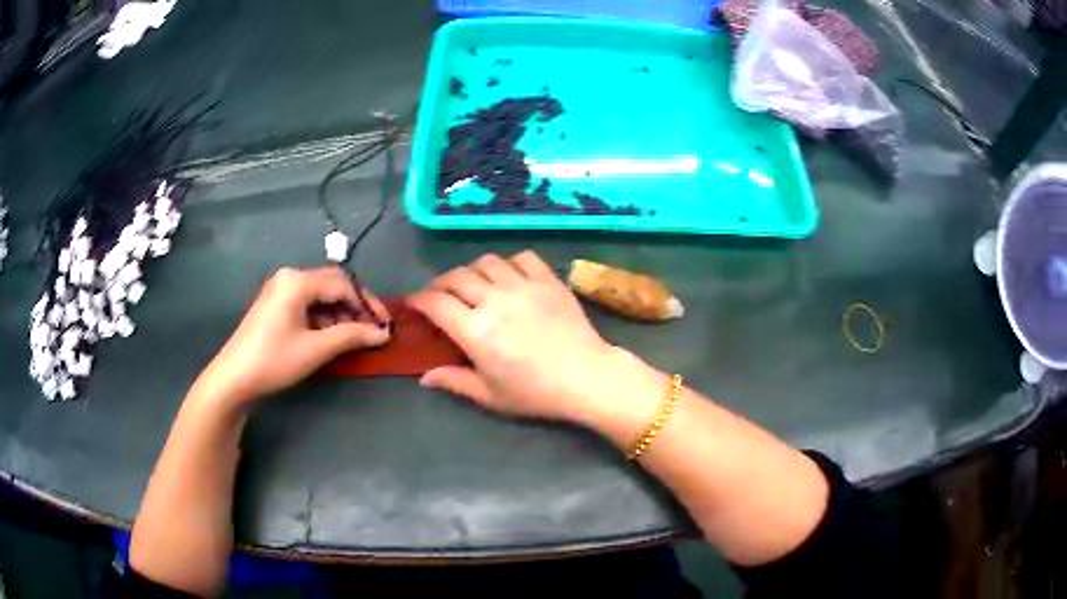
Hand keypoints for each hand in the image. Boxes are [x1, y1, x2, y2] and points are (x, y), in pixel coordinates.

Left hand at [193, 266, 390, 407]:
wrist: (234, 377)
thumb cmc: (274, 360)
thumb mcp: (315, 349)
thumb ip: (351, 336)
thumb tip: (382, 333)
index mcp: (297, 281)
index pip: (342, 284)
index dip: (367, 304)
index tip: (385, 325)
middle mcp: (289, 277)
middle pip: (331, 285)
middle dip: (354, 307)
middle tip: (372, 330)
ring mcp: (280, 290)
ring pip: (320, 295)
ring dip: (339, 314)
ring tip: (353, 337)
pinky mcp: (275, 304)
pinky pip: (307, 303)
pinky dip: (323, 317)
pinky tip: (330, 337)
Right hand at [409, 251, 625, 422]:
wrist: (586, 377)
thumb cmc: (535, 393)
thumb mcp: (490, 395)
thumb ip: (454, 381)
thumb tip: (424, 377)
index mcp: (476, 331)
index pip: (435, 303)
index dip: (419, 300)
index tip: (414, 304)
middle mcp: (495, 300)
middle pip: (456, 277)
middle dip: (440, 283)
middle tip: (440, 295)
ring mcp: (523, 285)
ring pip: (486, 261)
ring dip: (473, 270)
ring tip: (474, 284)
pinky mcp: (548, 279)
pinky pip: (522, 257)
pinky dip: (510, 263)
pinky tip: (510, 276)